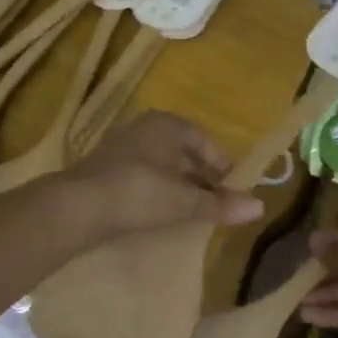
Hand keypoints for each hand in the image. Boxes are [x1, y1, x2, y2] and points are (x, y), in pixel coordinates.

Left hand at [58, 111, 264, 240]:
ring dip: (179, 185)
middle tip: (216, 202)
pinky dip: (157, 191)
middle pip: (182, 152)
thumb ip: (220, 204)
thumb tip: (259, 206)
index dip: (221, 164)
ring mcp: (121, 148)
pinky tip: (162, 212)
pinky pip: (142, 176)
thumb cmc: (139, 193)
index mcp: (166, 125)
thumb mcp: (184, 201)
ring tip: (193, 211)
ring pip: (162, 165)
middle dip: (201, 176)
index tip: (232, 188)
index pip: (203, 139)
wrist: (77, 207)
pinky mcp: (105, 171)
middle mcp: (143, 129)